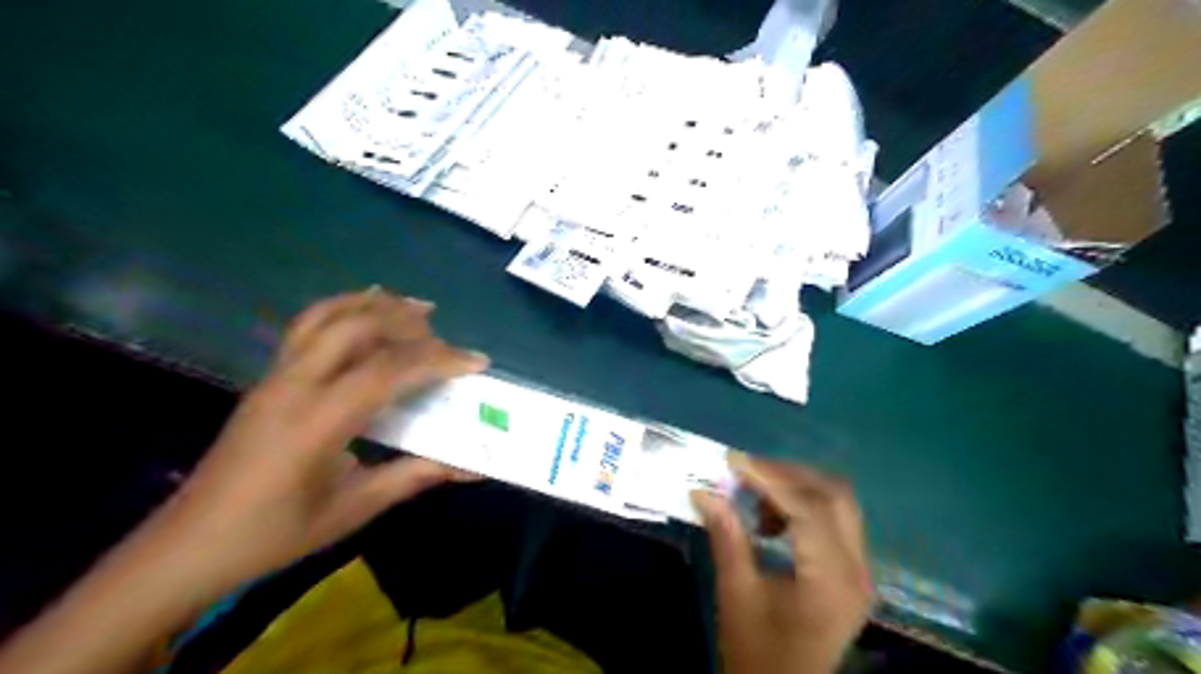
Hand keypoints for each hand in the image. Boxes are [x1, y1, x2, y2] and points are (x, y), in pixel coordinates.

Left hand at [153, 290, 487, 594]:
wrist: (190, 545)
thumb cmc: (275, 534)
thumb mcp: (353, 508)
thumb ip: (415, 477)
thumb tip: (471, 467)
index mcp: (318, 422)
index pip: (388, 371)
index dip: (438, 361)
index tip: (477, 361)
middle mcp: (295, 386)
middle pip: (357, 327)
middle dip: (407, 321)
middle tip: (444, 333)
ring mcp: (276, 377)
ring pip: (328, 316)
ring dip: (374, 304)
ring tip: (414, 306)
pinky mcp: (268, 378)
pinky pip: (308, 326)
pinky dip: (344, 308)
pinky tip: (365, 311)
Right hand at [696, 458, 874, 672]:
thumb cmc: (758, 651)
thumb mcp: (737, 593)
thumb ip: (726, 536)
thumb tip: (702, 491)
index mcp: (831, 579)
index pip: (808, 508)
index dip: (770, 478)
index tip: (734, 461)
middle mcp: (857, 569)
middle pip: (834, 497)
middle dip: (788, 475)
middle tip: (746, 471)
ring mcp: (860, 570)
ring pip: (838, 504)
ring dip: (798, 488)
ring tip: (755, 495)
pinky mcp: (852, 573)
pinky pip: (836, 521)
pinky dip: (805, 507)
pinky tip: (774, 519)